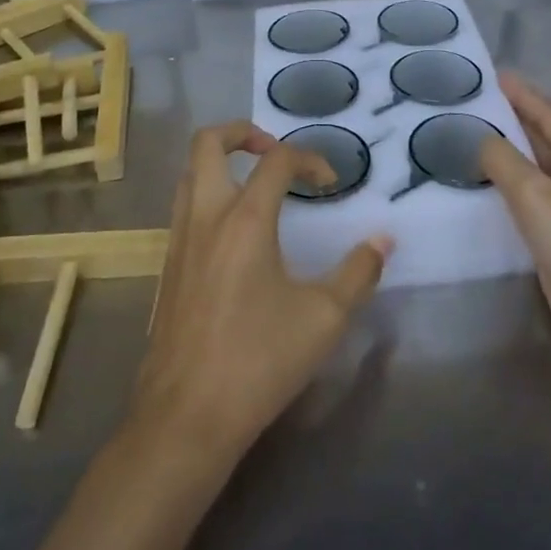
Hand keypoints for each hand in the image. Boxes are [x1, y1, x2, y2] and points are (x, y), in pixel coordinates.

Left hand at [131, 122, 390, 464]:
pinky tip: (234, 231)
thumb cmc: (259, 361)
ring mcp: (178, 240)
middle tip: (274, 150)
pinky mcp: (167, 267)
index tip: (331, 182)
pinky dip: (208, 194)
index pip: (277, 161)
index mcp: (244, 220)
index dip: (309, 158)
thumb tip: (383, 240)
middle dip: (242, 132)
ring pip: (190, 173)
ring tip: (255, 183)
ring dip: (221, 162)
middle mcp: (205, 217)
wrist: (186, 417)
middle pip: (208, 143)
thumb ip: (358, 272)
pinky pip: (183, 206)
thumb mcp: (323, 318)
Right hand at [480, 73, 550, 393]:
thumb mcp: (537, 194)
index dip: (522, 94)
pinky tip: (481, 189)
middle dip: (512, 119)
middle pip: (544, 140)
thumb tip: (477, 136)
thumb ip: (502, 160)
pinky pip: (529, 202)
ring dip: (506, 154)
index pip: (550, 115)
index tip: (492, 75)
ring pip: (535, 171)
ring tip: (467, 138)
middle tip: (472, 103)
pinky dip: (506, 188)